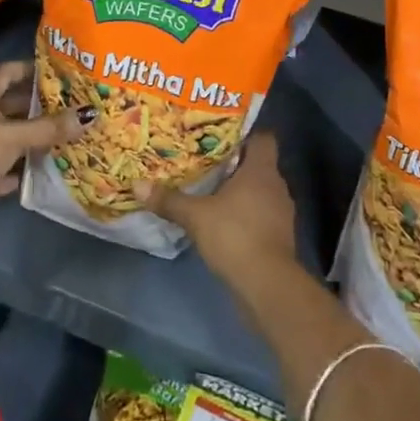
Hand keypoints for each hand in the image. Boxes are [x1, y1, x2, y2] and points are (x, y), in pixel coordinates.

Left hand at [0, 60, 80, 241]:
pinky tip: (47, 169)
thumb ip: (48, 128)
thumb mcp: (13, 135)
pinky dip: (23, 171)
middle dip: (37, 106)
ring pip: (10, 140)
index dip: (25, 68)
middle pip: (10, 108)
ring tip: (67, 135)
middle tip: (71, 105)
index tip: (53, 69)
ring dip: (33, 140)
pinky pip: (6, 171)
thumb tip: (89, 114)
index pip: (4, 74)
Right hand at [134, 134, 297, 285]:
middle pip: (259, 165)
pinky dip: (246, 215)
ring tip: (212, 191)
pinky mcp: (280, 237)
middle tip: (207, 162)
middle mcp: (276, 186)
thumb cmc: (235, 235)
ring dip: (241, 192)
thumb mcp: (196, 216)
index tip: (221, 137)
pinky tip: (224, 222)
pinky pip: (261, 215)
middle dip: (235, 164)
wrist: (267, 285)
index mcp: (261, 170)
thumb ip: (169, 199)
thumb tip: (137, 185)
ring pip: (260, 191)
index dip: (245, 135)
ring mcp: (282, 213)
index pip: (264, 138)